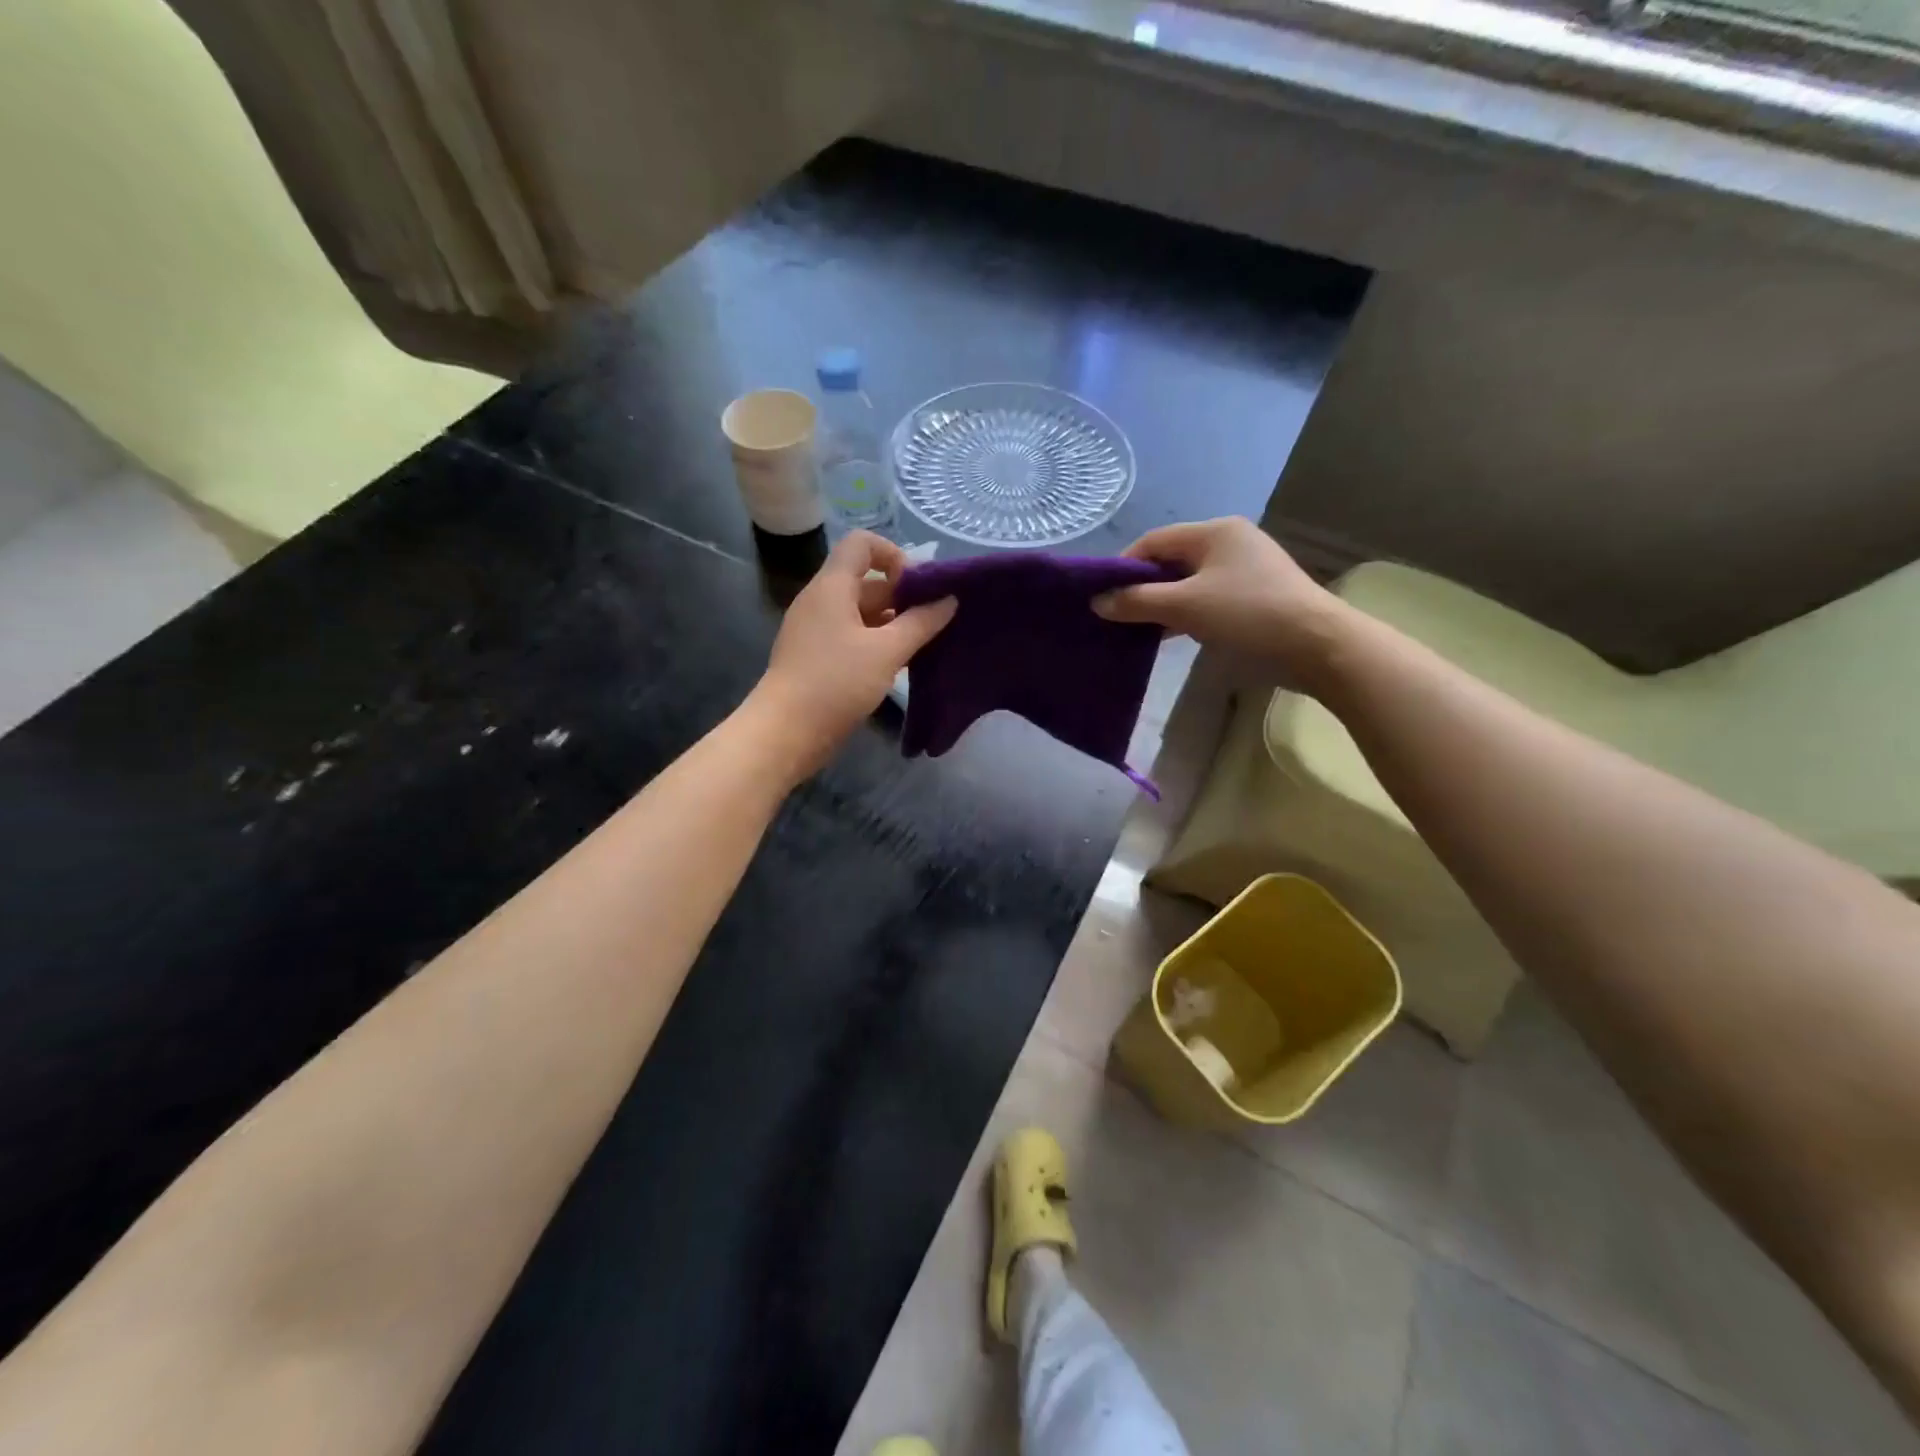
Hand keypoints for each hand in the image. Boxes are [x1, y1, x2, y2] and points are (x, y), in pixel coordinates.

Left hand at [749, 531, 956, 777]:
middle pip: (865, 581)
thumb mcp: (887, 651)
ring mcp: (816, 630)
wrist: (786, 732)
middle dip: (902, 595)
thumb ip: (921, 623)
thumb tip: (949, 600)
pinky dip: (876, 643)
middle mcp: (821, 601)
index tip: (918, 587)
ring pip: (861, 613)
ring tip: (924, 644)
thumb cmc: (836, 682)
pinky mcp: (817, 657)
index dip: (894, 555)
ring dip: (892, 623)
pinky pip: (852, 637)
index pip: (862, 544)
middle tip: (934, 620)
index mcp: (832, 586)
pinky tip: (899, 665)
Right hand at [1093, 517, 1346, 687]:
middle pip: (1171, 560)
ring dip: (1162, 603)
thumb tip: (1098, 601)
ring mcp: (1245, 570)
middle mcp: (1230, 542)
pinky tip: (1169, 635)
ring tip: (1136, 629)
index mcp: (1214, 532)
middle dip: (1141, 587)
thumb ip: (1137, 601)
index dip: (1123, 566)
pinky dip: (1184, 614)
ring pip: (1188, 582)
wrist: (1318, 647)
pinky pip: (1206, 598)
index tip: (1101, 597)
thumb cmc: (1248, 615)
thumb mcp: (1185, 607)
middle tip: (1116, 616)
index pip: (1154, 541)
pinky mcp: (1254, 596)